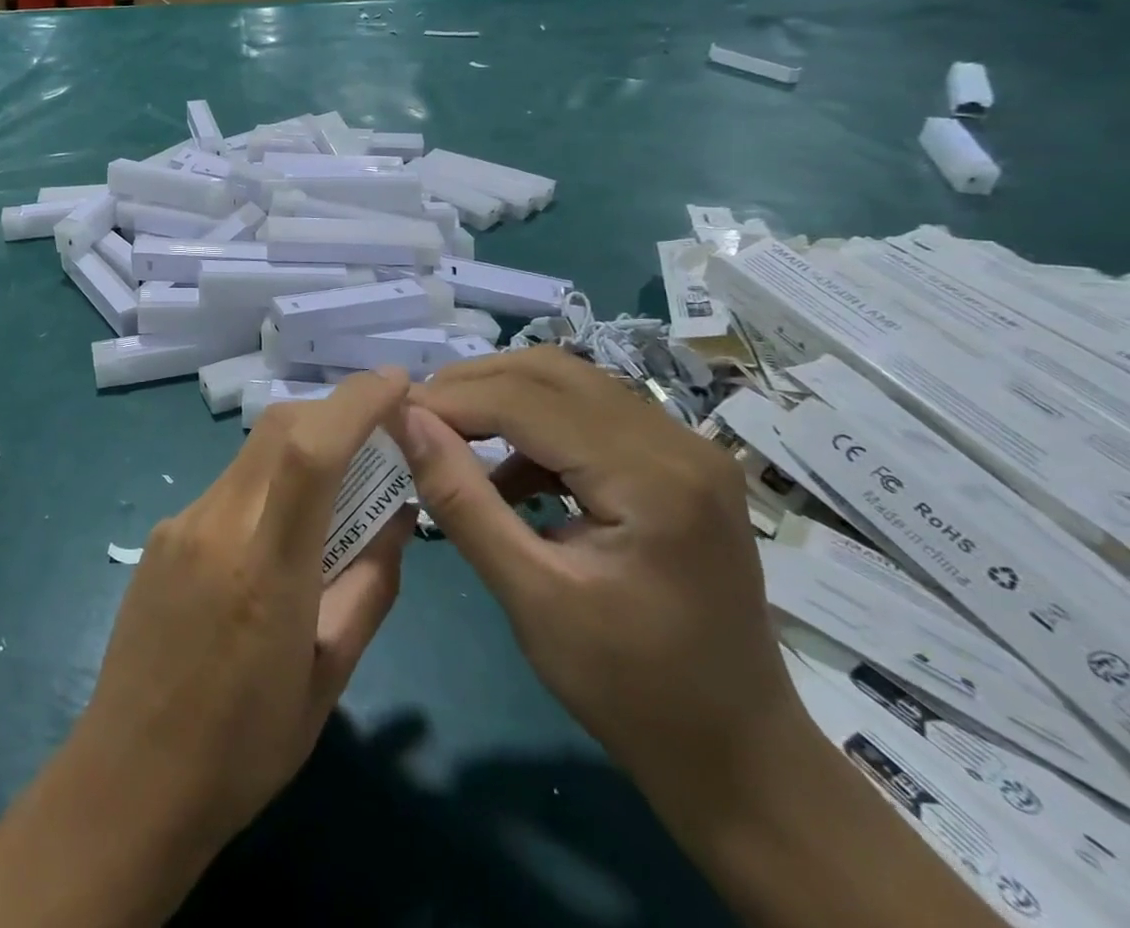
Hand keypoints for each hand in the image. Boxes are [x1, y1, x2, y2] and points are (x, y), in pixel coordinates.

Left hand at [0, 371, 414, 927]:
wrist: (130, 779)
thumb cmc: (244, 746)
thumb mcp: (329, 677)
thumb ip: (370, 585)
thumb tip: (398, 515)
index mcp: (265, 566)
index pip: (311, 450)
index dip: (356, 402)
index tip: (398, 382)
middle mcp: (215, 523)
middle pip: (276, 429)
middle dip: (332, 412)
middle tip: (378, 433)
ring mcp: (179, 523)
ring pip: (252, 455)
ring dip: (301, 450)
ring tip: (337, 491)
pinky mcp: (161, 534)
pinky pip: (227, 487)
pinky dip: (267, 485)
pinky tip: (278, 536)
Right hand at [393, 348, 798, 814]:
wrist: (739, 756)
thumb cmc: (631, 690)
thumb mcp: (530, 597)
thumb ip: (461, 499)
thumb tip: (405, 421)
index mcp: (653, 479)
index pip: (527, 401)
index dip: (451, 400)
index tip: (390, 414)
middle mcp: (678, 443)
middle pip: (551, 373)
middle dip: (472, 386)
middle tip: (415, 419)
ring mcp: (686, 449)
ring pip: (569, 383)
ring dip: (500, 398)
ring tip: (448, 436)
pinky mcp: (678, 464)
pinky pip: (590, 414)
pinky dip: (534, 426)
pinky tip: (506, 474)